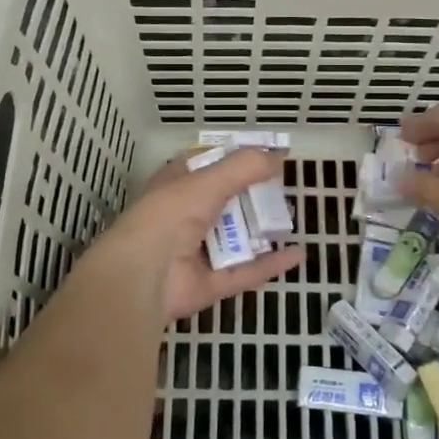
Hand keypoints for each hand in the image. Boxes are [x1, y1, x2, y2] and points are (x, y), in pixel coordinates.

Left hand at [84, 148, 302, 323]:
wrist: (140, 277)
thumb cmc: (168, 216)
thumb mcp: (207, 181)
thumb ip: (244, 167)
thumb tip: (280, 155)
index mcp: (176, 184)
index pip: (208, 163)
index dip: (236, 157)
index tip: (269, 155)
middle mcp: (185, 215)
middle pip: (226, 201)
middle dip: (254, 196)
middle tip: (286, 189)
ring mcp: (196, 251)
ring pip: (236, 237)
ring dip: (263, 229)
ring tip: (294, 219)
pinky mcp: (209, 283)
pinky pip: (245, 271)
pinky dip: (270, 264)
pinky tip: (298, 254)